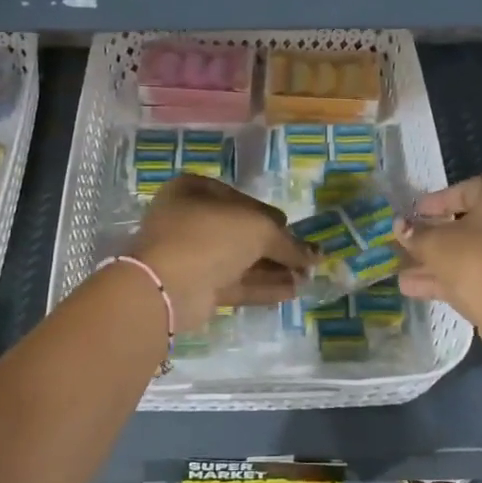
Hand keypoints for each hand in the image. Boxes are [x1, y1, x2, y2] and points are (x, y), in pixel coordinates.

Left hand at [130, 175, 311, 331]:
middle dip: (274, 246)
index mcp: (193, 191)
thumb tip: (314, 254)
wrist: (167, 286)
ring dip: (272, 268)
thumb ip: (289, 242)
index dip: (268, 213)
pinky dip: (262, 286)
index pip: (238, 198)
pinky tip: (292, 291)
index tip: (291, 226)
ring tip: (306, 278)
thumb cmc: (211, 237)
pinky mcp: (195, 288)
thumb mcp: (258, 228)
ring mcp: (189, 256)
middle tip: (304, 257)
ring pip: (238, 260)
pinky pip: (234, 283)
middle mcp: (188, 220)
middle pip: (239, 231)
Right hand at [394, 176, 481, 351]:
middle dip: (430, 237)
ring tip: (399, 271)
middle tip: (402, 245)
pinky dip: (450, 277)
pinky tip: (413, 288)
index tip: (409, 215)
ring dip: (435, 261)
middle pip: (465, 224)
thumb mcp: (439, 246)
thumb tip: (400, 226)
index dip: (432, 203)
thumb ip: (416, 234)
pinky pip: (479, 272)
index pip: (464, 190)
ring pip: (470, 251)